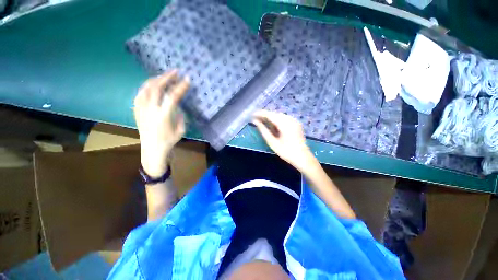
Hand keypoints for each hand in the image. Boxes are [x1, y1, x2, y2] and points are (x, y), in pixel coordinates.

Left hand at [134, 70, 188, 176]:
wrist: (152, 150)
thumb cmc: (169, 141)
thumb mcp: (181, 130)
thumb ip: (180, 117)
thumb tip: (178, 107)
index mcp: (163, 116)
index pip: (172, 97)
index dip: (180, 87)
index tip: (187, 79)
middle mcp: (150, 110)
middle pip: (157, 88)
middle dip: (167, 77)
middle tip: (175, 71)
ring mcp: (141, 109)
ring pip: (146, 88)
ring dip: (156, 80)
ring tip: (164, 76)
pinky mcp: (136, 110)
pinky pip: (139, 94)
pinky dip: (146, 86)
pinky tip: (151, 85)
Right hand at [252, 110, 314, 171]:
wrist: (303, 158)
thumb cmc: (286, 152)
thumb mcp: (272, 142)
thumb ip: (264, 131)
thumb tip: (255, 122)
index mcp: (284, 124)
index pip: (270, 115)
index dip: (260, 113)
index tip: (252, 114)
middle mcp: (290, 119)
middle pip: (275, 114)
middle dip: (265, 116)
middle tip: (257, 120)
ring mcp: (294, 121)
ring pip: (279, 116)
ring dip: (271, 118)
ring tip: (263, 122)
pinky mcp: (296, 123)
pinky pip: (285, 118)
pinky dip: (277, 120)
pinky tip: (274, 126)